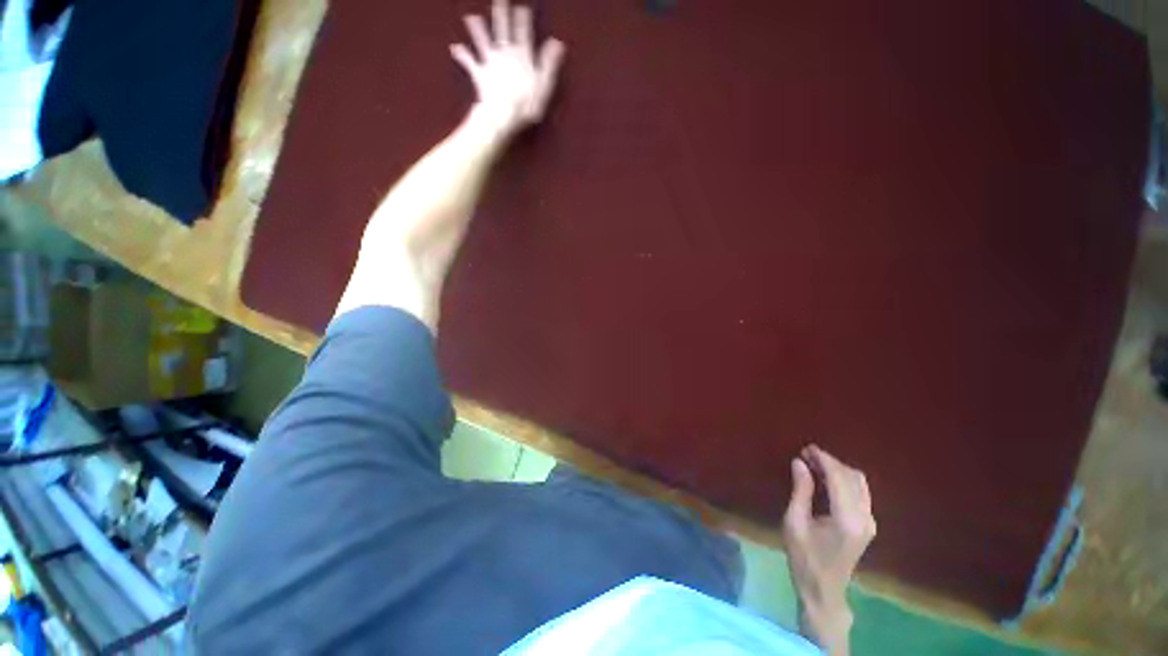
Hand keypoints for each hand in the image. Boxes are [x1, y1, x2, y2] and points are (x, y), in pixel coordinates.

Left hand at [451, 0, 565, 137]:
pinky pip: (469, 63)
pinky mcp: (479, 74)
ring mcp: (490, 63)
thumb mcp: (544, 85)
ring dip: (477, 29)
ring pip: (483, 41)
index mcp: (522, 56)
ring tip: (470, 17)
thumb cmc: (526, 103)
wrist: (503, 113)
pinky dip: (461, 55)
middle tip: (500, 0)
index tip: (522, 7)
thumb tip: (557, 43)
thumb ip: (549, 63)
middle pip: (502, 30)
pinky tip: (454, 48)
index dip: (523, 19)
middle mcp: (505, 54)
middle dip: (501, 14)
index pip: (524, 33)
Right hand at [782, 445, 875, 653]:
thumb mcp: (794, 522)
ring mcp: (870, 522)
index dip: (823, 459)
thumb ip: (800, 491)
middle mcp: (864, 518)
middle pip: (853, 477)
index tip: (806, 449)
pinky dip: (843, 481)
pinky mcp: (868, 525)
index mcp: (846, 519)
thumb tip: (800, 462)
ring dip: (838, 470)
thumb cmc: (803, 557)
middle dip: (830, 462)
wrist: (823, 589)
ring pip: (859, 483)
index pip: (839, 478)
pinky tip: (825, 480)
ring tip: (814, 465)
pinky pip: (860, 493)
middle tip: (806, 456)